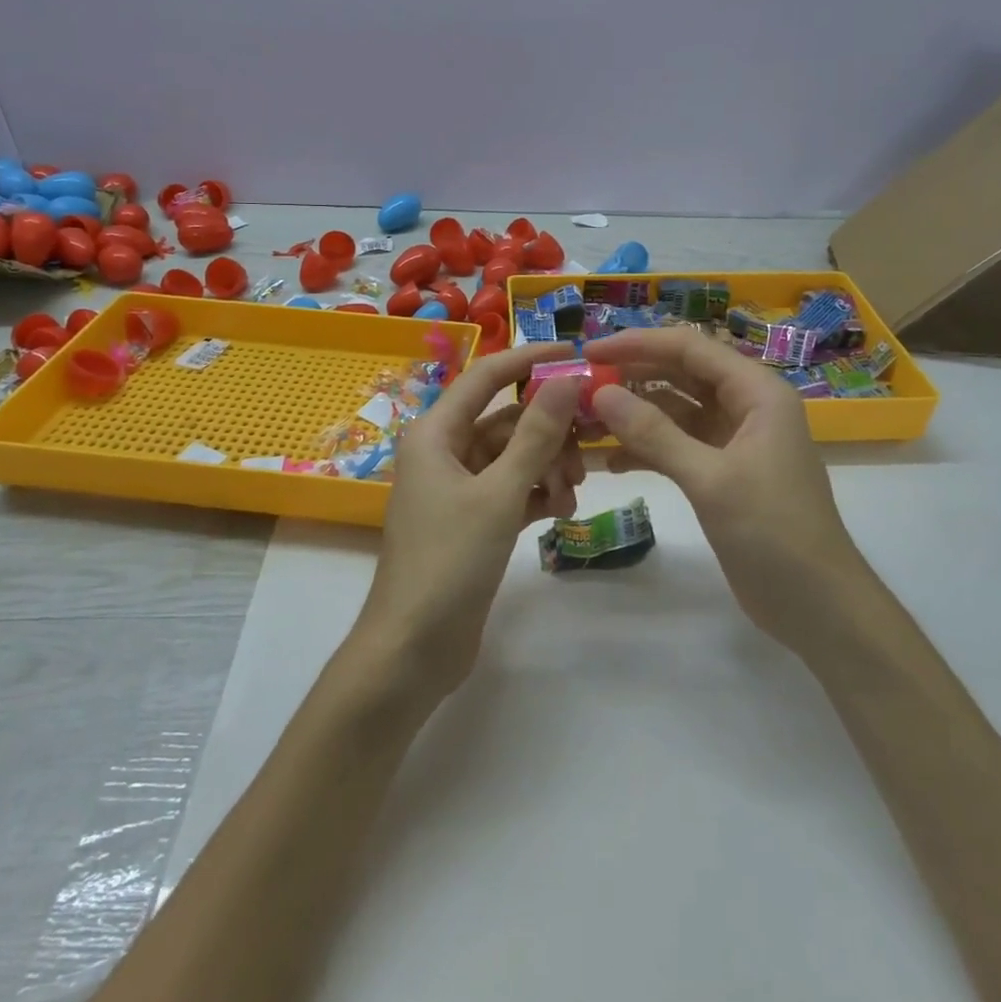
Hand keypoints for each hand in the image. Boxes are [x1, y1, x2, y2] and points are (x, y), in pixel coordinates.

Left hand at [355, 343, 585, 699]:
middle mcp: (443, 451)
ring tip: (570, 497)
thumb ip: (536, 435)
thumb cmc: (449, 561)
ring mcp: (457, 487)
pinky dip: (536, 493)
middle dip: (549, 433)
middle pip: (507, 421)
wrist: (413, 648)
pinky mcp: (470, 520)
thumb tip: (568, 379)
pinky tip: (560, 511)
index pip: (488, 376)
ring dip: (547, 468)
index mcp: (436, 432)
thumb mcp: (500, 494)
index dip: (531, 359)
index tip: (577, 353)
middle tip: (587, 452)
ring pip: (513, 457)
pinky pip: (511, 489)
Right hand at [584, 328, 863, 657]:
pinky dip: (646, 450)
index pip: (689, 348)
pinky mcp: (722, 473)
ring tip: (587, 423)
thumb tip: (601, 394)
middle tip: (581, 386)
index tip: (590, 351)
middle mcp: (746, 406)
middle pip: (681, 375)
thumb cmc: (773, 532)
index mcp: (756, 392)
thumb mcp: (710, 479)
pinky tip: (612, 463)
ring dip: (635, 416)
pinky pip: (677, 446)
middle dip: (632, 377)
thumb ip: (654, 434)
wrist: (818, 606)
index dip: (638, 344)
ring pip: (675, 411)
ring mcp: (734, 441)